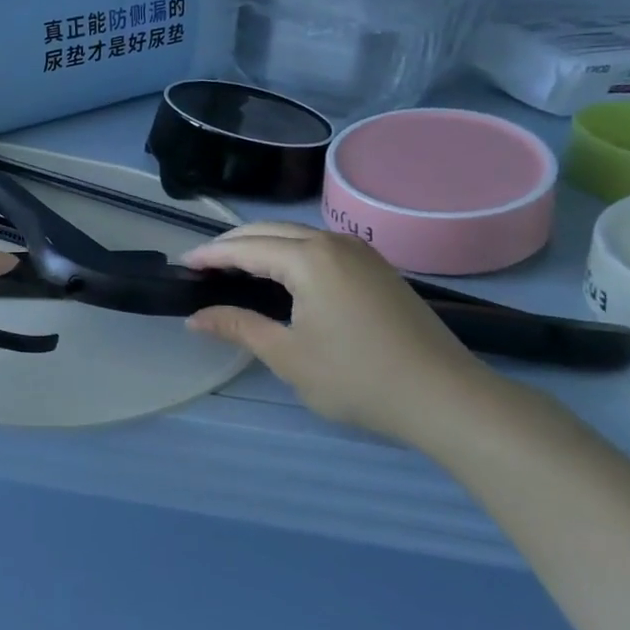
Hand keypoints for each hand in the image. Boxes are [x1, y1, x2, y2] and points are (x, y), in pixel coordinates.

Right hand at [184, 221, 497, 442]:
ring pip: (297, 236)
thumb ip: (238, 327)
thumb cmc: (358, 377)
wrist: (447, 398)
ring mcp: (360, 253)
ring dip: (261, 245)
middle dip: (232, 244)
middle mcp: (333, 243)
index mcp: (308, 258)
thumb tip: (196, 317)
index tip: (182, 265)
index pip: (245, 247)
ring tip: (235, 267)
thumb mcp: (287, 356)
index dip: (210, 255)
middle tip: (203, 265)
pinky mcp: (377, 269)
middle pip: (269, 231)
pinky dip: (289, 253)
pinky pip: (320, 248)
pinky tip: (281, 276)